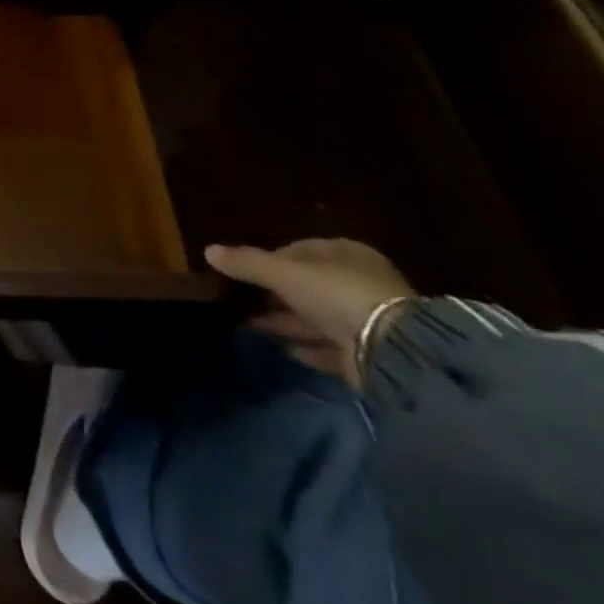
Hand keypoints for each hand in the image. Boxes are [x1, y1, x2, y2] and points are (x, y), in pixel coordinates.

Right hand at [205, 238, 414, 387]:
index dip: (272, 258)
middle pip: (309, 285)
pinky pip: (329, 346)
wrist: (395, 351)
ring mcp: (367, 320)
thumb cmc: (337, 293)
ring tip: (250, 324)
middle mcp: (359, 283)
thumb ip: (247, 262)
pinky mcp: (369, 353)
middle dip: (277, 293)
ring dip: (286, 321)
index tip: (247, 270)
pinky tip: (283, 349)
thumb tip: (208, 250)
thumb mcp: (283, 272)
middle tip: (244, 298)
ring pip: (316, 316)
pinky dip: (306, 346)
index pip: (301, 250)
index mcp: (345, 254)